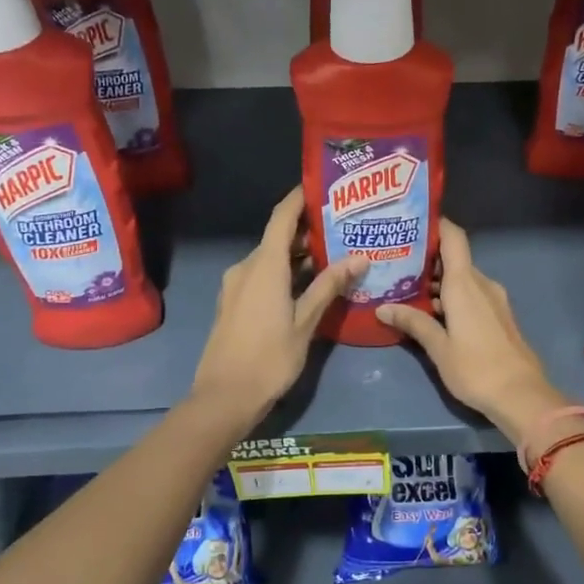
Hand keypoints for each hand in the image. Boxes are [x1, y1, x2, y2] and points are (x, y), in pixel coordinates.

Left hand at [191, 187, 363, 423]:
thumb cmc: (269, 358)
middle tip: (342, 228)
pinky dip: (284, 272)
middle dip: (308, 231)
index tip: (323, 186)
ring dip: (297, 255)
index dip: (300, 198)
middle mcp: (246, 267)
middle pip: (277, 238)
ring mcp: (236, 286)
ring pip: (270, 259)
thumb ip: (329, 286)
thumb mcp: (305, 322)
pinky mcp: (233, 303)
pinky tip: (307, 284)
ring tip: (333, 256)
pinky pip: (261, 276)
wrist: (224, 397)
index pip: (282, 217)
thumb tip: (359, 257)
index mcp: (264, 266)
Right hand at [375, 220, 568, 445]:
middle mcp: (482, 284)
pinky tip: (432, 313)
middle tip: (395, 264)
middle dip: (426, 260)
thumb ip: (413, 322)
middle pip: (454, 259)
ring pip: (462, 280)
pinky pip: (472, 295)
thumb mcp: (438, 347)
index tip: (411, 223)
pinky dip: (452, 297)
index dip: (435, 224)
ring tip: (406, 291)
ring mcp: (494, 299)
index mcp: (465, 283)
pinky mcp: (499, 316)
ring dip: (438, 283)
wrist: (521, 395)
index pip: (453, 237)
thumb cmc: (476, 368)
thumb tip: (383, 308)